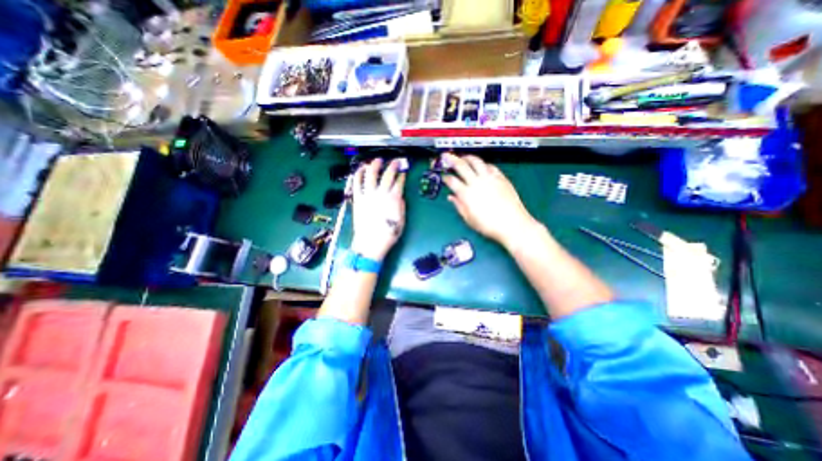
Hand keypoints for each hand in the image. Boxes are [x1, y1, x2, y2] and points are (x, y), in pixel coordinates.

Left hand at [350, 159, 407, 260]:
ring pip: (371, 174)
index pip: (399, 182)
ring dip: (375, 165)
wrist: (370, 243)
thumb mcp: (401, 220)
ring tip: (378, 161)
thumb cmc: (388, 234)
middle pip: (387, 174)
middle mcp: (381, 193)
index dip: (402, 175)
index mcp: (393, 199)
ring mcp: (368, 195)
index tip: (403, 171)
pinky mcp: (358, 198)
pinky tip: (361, 169)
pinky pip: (357, 183)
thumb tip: (399, 195)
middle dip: (393, 166)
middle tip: (395, 162)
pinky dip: (358, 174)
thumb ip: (400, 205)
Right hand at [444, 152, 540, 248]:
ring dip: (468, 157)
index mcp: (466, 194)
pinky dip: (483, 164)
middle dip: (451, 159)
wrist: (512, 224)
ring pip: (476, 161)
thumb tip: (451, 197)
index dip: (445, 177)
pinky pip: (490, 166)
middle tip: (446, 155)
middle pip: (461, 165)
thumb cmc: (488, 225)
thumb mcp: (469, 219)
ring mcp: (489, 178)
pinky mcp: (501, 178)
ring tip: (464, 157)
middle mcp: (476, 183)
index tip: (444, 176)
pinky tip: (481, 166)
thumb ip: (459, 206)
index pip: (452, 181)